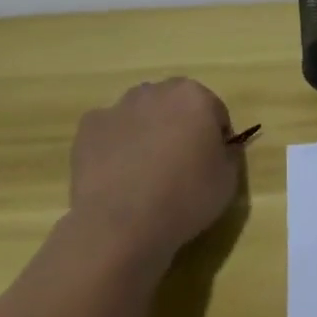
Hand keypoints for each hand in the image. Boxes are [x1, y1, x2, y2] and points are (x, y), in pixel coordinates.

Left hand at [65, 79, 240, 264]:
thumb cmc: (185, 198)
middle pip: (175, 106)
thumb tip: (221, 147)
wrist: (121, 224)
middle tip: (179, 166)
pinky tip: (117, 176)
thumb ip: (229, 153)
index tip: (210, 166)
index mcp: (195, 96)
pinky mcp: (88, 128)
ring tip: (144, 173)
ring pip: (140, 115)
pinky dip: (115, 146)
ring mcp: (118, 107)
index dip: (215, 139)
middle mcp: (156, 91)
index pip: (215, 112)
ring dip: (146, 132)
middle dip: (178, 127)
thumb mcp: (229, 180)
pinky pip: (110, 132)